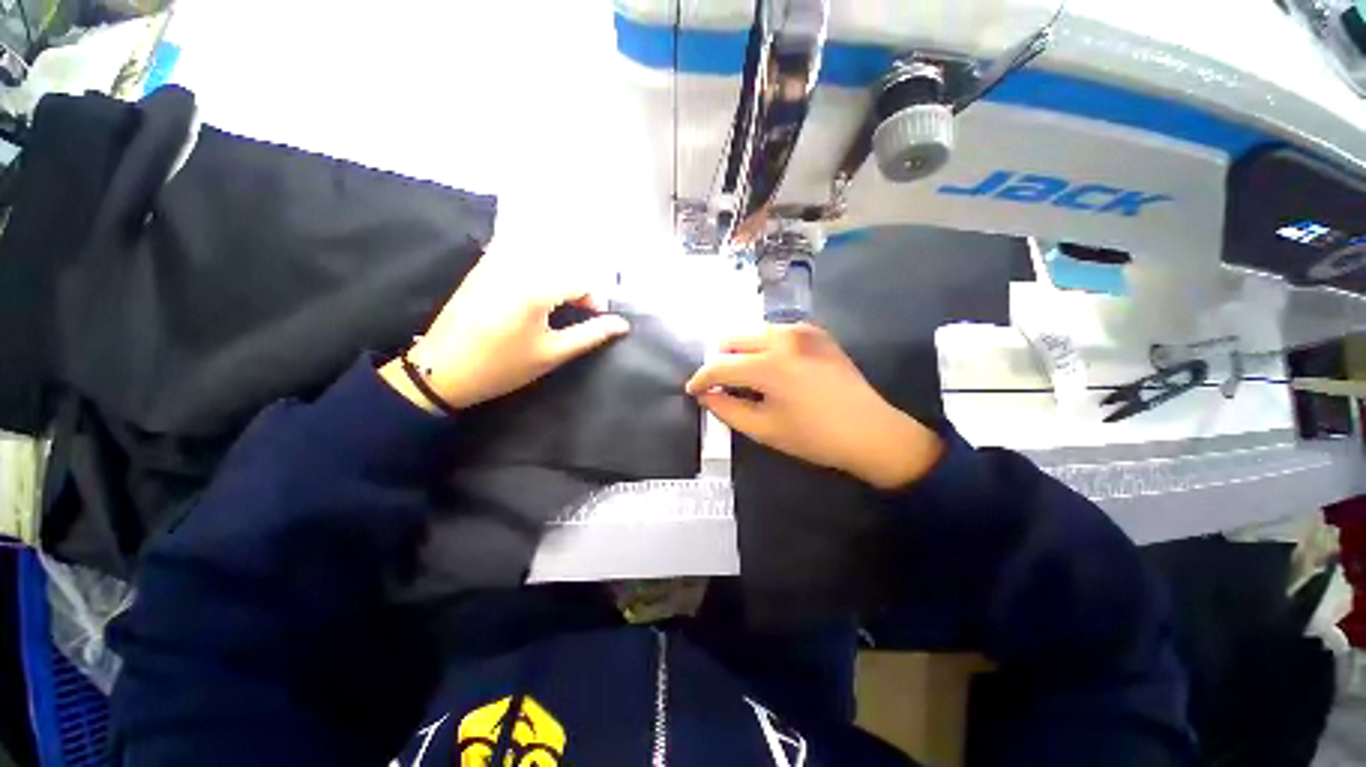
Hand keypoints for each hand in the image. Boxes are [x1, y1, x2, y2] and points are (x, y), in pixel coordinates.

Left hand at [381, 247, 629, 411]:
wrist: (442, 370)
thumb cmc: (502, 366)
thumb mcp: (552, 354)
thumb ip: (589, 335)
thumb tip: (621, 324)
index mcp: (535, 289)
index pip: (580, 280)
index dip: (594, 298)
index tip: (595, 319)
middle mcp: (516, 267)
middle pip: (562, 262)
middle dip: (578, 284)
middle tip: (580, 310)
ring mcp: (494, 263)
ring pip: (539, 251)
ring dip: (558, 270)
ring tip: (560, 298)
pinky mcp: (481, 267)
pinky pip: (514, 249)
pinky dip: (532, 260)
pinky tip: (534, 281)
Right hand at [685, 323, 942, 489]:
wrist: (872, 431)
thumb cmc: (815, 437)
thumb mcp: (764, 429)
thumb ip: (726, 409)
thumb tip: (706, 395)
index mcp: (769, 364)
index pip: (720, 366)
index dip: (701, 378)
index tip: (693, 390)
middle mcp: (783, 337)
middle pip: (732, 339)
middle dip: (720, 361)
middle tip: (721, 385)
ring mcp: (801, 330)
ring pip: (752, 333)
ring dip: (741, 353)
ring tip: (745, 378)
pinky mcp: (815, 331)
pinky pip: (775, 333)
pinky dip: (763, 348)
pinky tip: (771, 369)